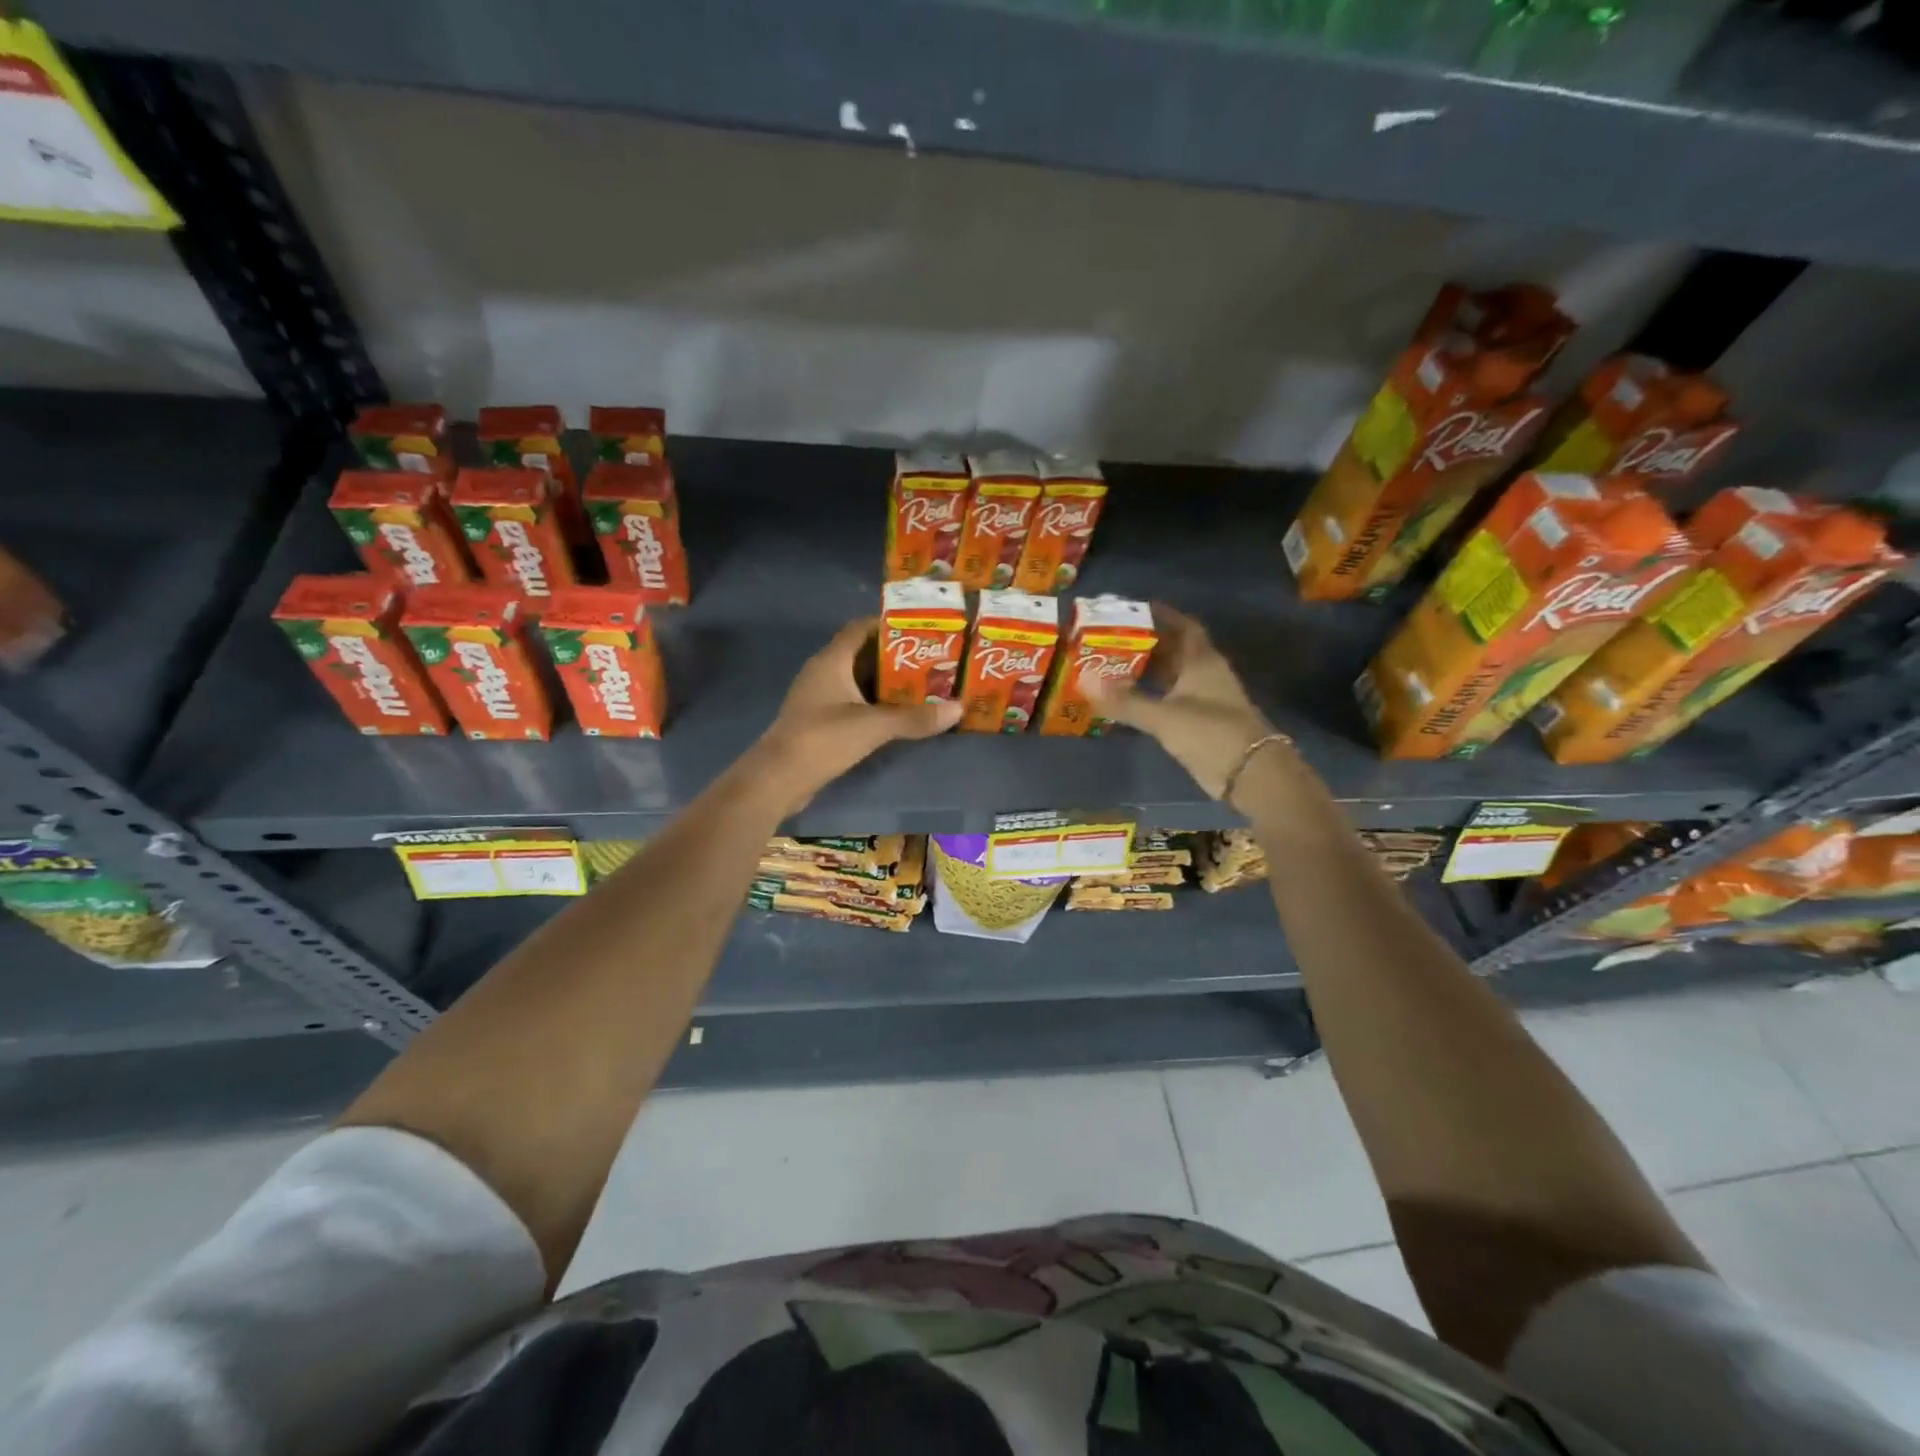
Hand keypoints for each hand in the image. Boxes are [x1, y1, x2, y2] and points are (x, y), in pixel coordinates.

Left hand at [756, 618, 961, 811]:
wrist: (779, 778)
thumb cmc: (824, 738)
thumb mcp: (874, 726)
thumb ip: (915, 717)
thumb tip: (959, 708)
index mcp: (832, 660)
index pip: (860, 628)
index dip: (887, 625)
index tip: (920, 630)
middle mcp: (823, 672)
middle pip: (862, 654)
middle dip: (895, 657)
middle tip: (930, 661)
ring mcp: (818, 698)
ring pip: (857, 681)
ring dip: (885, 683)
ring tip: (922, 686)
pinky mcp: (819, 721)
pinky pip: (851, 702)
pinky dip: (873, 704)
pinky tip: (897, 715)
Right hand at [1085, 604, 1275, 800]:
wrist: (1251, 774)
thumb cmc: (1210, 733)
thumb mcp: (1164, 716)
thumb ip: (1125, 700)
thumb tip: (1084, 679)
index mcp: (1202, 661)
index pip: (1184, 627)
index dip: (1163, 615)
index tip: (1134, 609)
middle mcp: (1205, 674)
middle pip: (1174, 650)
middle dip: (1145, 644)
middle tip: (1110, 640)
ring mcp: (1204, 699)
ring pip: (1172, 677)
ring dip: (1146, 672)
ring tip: (1110, 666)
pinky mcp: (1200, 723)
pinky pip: (1170, 700)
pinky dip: (1150, 696)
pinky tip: (1128, 700)